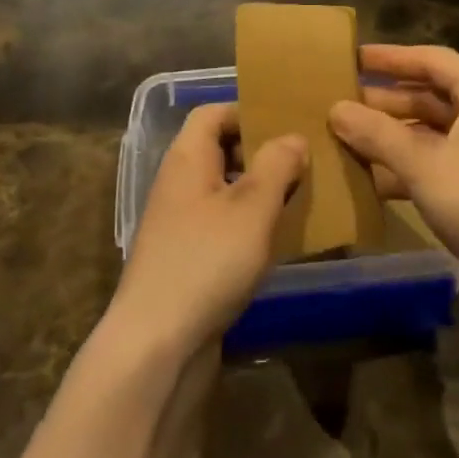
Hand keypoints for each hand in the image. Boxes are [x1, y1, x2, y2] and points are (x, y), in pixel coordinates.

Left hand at [108, 102, 308, 358]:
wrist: (156, 346)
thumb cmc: (206, 261)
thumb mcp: (252, 207)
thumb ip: (276, 165)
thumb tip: (292, 138)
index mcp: (187, 158)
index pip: (213, 112)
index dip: (247, 111)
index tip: (286, 124)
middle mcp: (179, 183)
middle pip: (220, 149)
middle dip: (260, 152)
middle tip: (302, 162)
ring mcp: (179, 224)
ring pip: (224, 190)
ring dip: (259, 191)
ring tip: (299, 199)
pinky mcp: (186, 259)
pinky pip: (222, 225)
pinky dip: (249, 225)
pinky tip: (276, 241)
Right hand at [331, 45, 458, 298]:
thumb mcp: (423, 163)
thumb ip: (377, 133)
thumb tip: (335, 109)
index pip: (429, 59)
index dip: (389, 58)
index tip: (350, 58)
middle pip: (429, 95)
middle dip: (385, 101)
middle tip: (339, 103)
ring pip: (432, 133)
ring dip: (392, 137)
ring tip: (346, 140)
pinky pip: (439, 164)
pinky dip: (408, 169)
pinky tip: (371, 182)